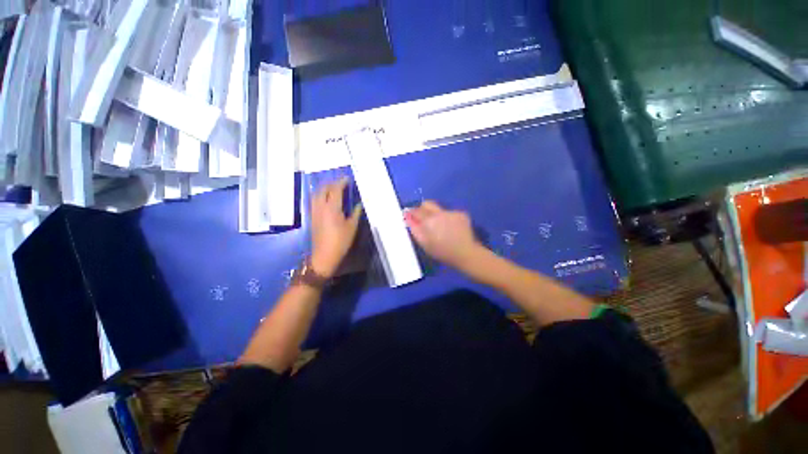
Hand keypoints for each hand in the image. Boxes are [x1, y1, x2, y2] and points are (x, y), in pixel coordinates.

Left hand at [310, 178, 362, 277]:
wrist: (324, 255)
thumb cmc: (340, 241)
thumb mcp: (352, 227)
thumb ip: (356, 213)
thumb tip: (359, 204)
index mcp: (332, 208)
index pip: (335, 189)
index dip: (341, 182)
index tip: (348, 179)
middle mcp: (321, 206)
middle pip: (323, 189)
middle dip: (332, 183)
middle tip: (341, 183)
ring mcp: (314, 211)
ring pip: (316, 193)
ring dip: (324, 188)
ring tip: (333, 188)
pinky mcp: (312, 216)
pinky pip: (314, 200)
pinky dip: (320, 194)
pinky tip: (326, 198)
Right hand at [405, 200, 482, 269]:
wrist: (466, 253)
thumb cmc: (442, 252)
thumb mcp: (424, 243)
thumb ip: (414, 228)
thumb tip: (407, 216)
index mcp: (428, 220)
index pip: (416, 210)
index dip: (411, 213)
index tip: (410, 216)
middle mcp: (439, 213)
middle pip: (427, 204)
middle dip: (423, 209)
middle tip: (424, 220)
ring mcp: (452, 212)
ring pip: (439, 209)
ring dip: (437, 215)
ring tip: (441, 228)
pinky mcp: (461, 214)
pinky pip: (450, 213)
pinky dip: (448, 219)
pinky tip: (452, 229)